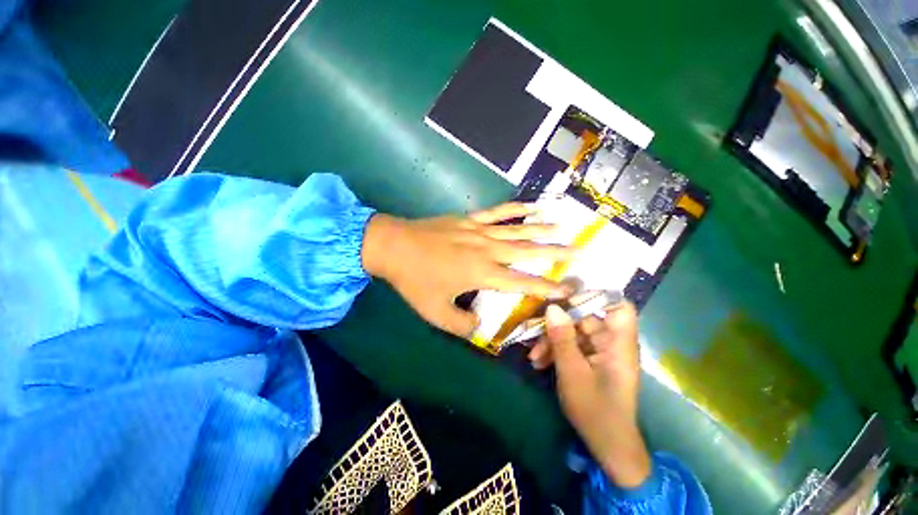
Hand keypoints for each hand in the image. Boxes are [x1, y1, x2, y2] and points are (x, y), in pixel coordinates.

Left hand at [361, 203, 573, 336]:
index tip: (567, 289)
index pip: (522, 283)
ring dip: (541, 229)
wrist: (394, 247)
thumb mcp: (435, 313)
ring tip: (563, 227)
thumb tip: (478, 325)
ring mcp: (479, 231)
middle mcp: (487, 250)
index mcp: (482, 274)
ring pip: (517, 230)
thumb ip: (461, 325)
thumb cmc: (414, 280)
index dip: (546, 288)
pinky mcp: (470, 219)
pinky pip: (498, 212)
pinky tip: (531, 205)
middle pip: (528, 251)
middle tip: (578, 251)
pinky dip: (516, 208)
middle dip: (555, 253)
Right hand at [540, 303, 650, 488]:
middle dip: (558, 324)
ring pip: (573, 333)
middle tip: (535, 331)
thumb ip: (562, 338)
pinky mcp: (590, 360)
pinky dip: (556, 351)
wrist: (606, 445)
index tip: (567, 298)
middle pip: (585, 319)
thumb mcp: (572, 372)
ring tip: (534, 356)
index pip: (619, 306)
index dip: (596, 296)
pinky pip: (572, 346)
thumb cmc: (595, 409)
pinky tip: (539, 362)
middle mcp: (611, 343)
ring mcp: (600, 352)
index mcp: (618, 343)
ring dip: (552, 341)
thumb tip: (552, 307)